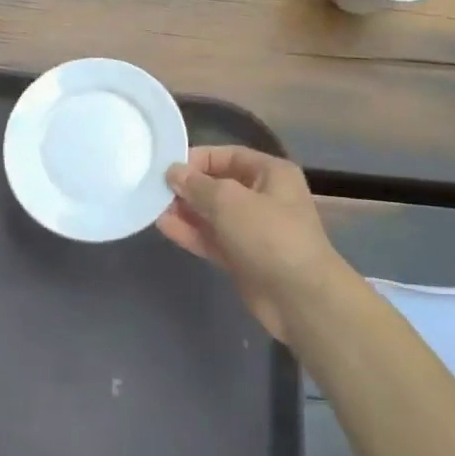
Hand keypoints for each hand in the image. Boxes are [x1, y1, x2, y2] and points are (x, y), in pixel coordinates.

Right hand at [158, 146, 342, 341]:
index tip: (167, 167)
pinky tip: (164, 227)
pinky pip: (213, 238)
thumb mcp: (229, 201)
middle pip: (219, 185)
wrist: (300, 299)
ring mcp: (253, 230)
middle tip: (155, 188)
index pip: (228, 156)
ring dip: (186, 210)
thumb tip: (173, 171)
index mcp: (271, 174)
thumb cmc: (269, 236)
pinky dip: (191, 232)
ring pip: (213, 214)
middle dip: (188, 187)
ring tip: (153, 207)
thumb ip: (197, 185)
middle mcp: (264, 197)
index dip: (198, 159)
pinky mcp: (243, 258)